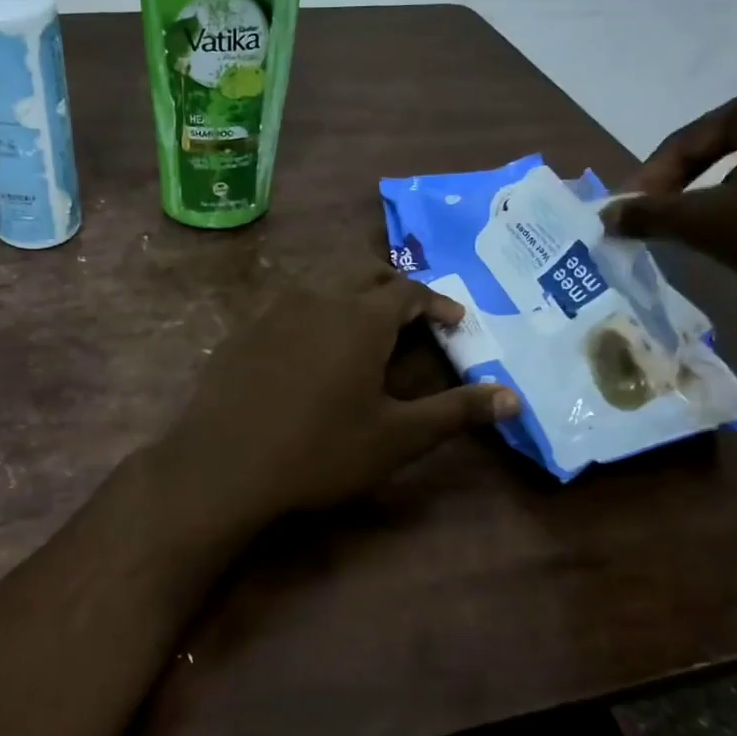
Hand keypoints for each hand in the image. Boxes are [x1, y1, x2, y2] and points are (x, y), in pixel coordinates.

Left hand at [163, 270, 518, 526]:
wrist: (223, 464)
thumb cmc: (319, 450)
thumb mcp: (397, 438)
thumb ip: (455, 413)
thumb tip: (512, 397)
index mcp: (361, 316)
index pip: (409, 290)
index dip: (437, 301)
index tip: (454, 319)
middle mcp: (319, 298)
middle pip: (364, 271)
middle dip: (394, 287)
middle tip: (411, 315)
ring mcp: (274, 309)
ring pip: (323, 281)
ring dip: (351, 292)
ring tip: (363, 324)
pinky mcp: (244, 328)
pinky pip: (288, 303)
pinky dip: (312, 310)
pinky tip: (308, 345)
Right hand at [602, 79, 736, 309]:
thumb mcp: (708, 224)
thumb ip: (651, 216)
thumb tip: (606, 215)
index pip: (685, 140)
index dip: (648, 181)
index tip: (627, 216)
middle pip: (729, 146)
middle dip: (692, 185)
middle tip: (670, 222)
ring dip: (734, 195)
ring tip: (721, 233)